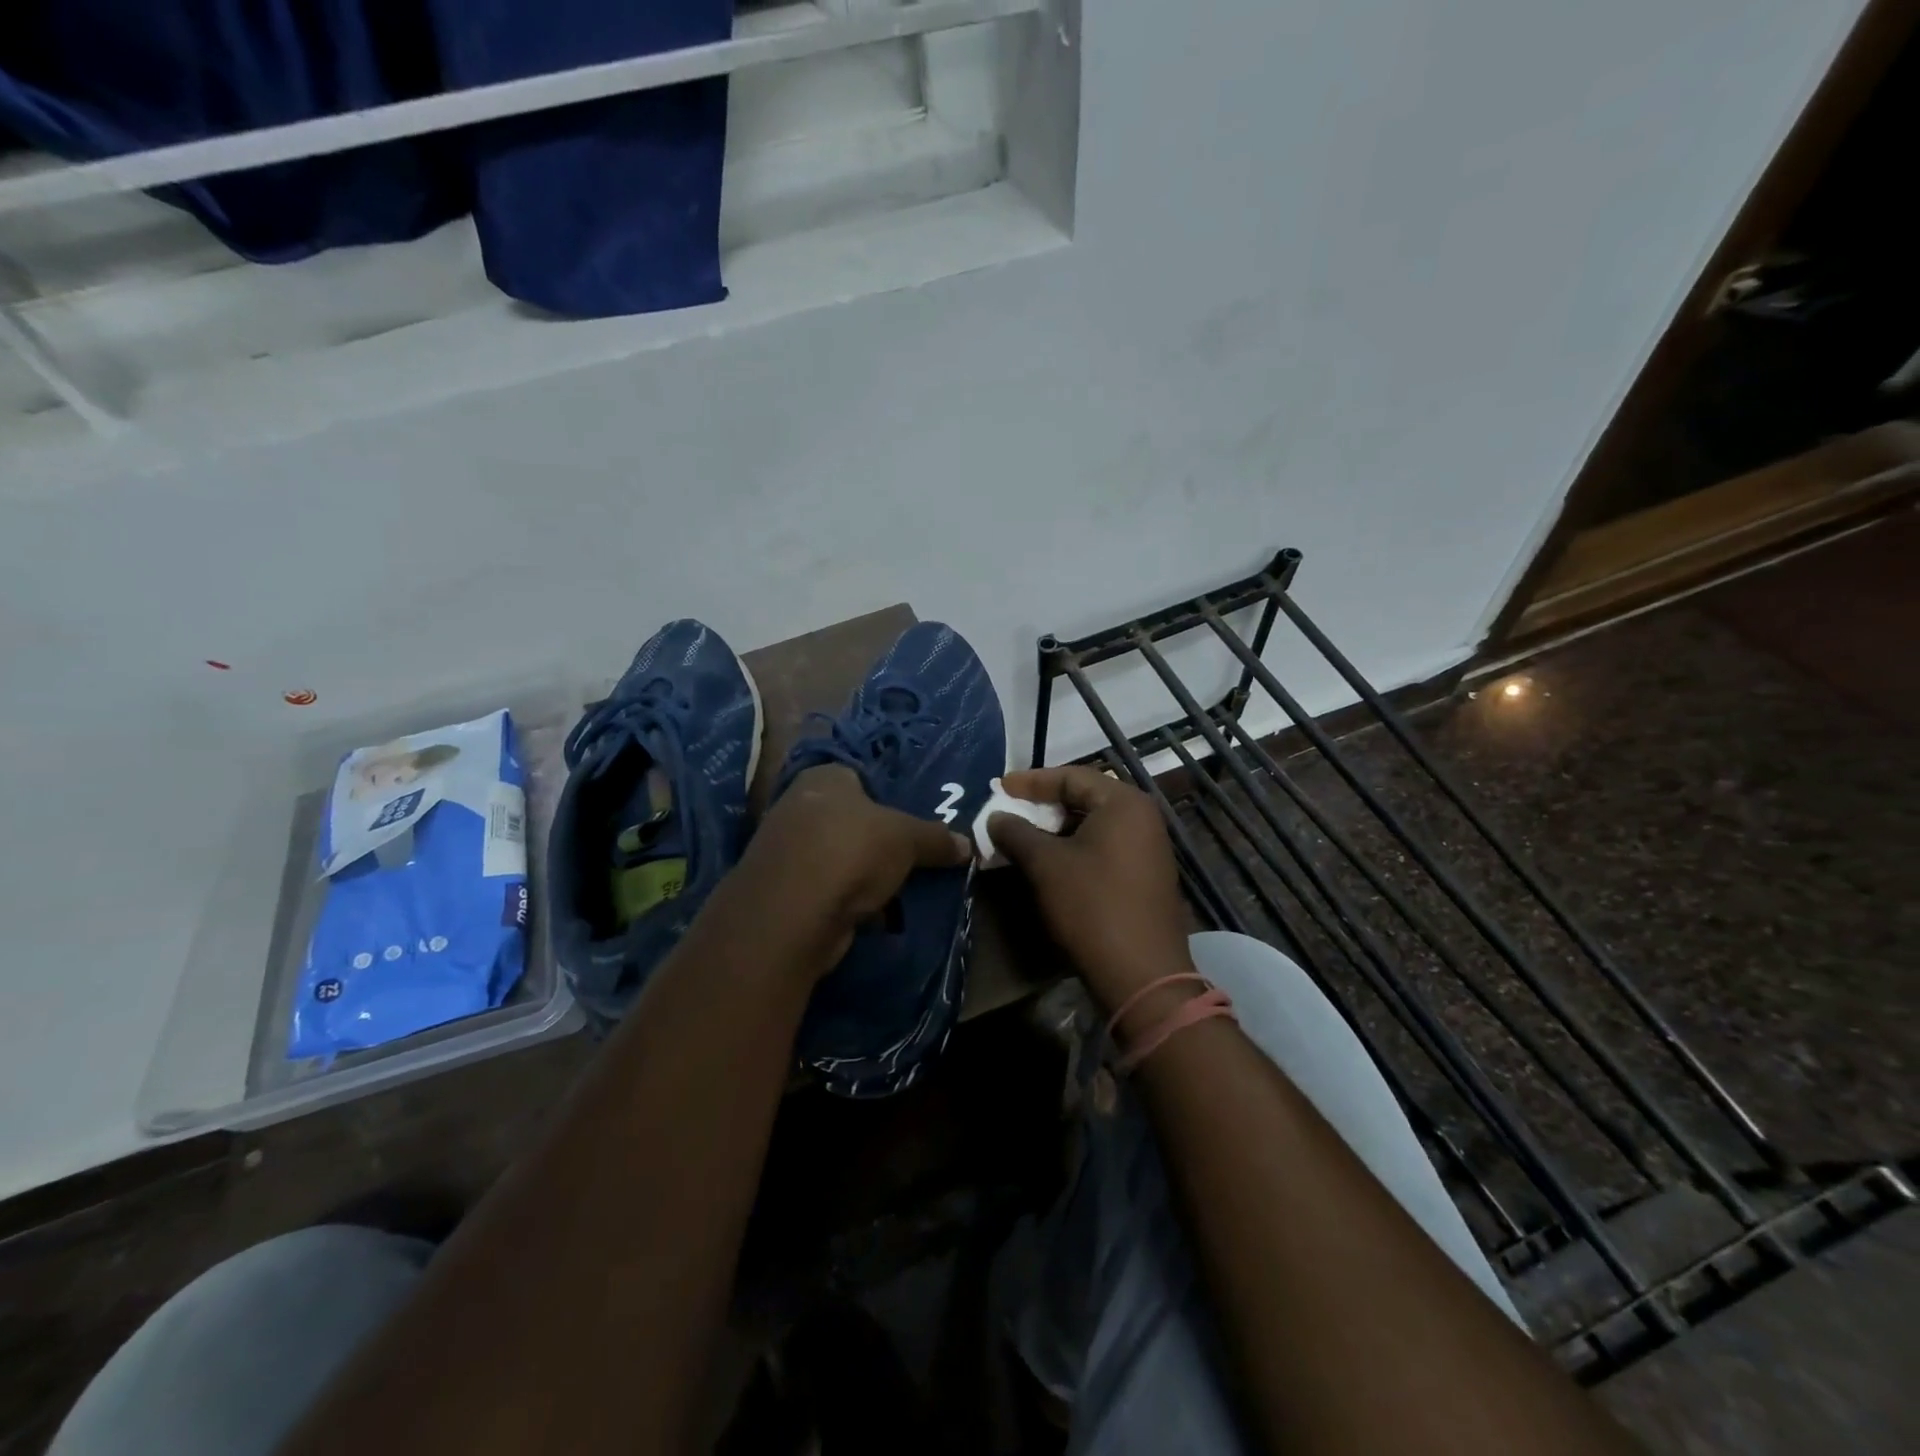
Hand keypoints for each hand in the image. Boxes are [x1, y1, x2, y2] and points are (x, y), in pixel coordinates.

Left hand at [733, 764, 972, 970]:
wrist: (793, 912)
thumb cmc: (852, 850)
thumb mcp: (907, 838)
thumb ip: (936, 838)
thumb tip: (969, 845)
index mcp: (823, 777)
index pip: (860, 776)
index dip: (888, 796)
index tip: (913, 820)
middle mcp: (797, 805)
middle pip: (849, 819)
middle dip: (877, 840)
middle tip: (912, 856)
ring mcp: (785, 850)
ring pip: (838, 856)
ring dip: (862, 873)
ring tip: (898, 888)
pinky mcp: (783, 890)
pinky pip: (826, 888)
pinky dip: (846, 899)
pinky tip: (872, 912)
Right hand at [990, 766, 1196, 1007]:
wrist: (1141, 973)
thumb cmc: (1091, 905)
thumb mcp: (1045, 865)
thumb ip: (1016, 832)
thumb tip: (996, 816)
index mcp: (1124, 803)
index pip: (1072, 776)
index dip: (1032, 781)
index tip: (1000, 787)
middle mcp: (1143, 817)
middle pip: (1085, 797)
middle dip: (1044, 803)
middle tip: (1011, 809)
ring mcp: (1149, 847)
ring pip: (1094, 824)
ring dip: (1057, 827)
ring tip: (1023, 836)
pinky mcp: (1146, 874)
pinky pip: (1105, 846)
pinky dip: (1075, 846)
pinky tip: (1050, 861)